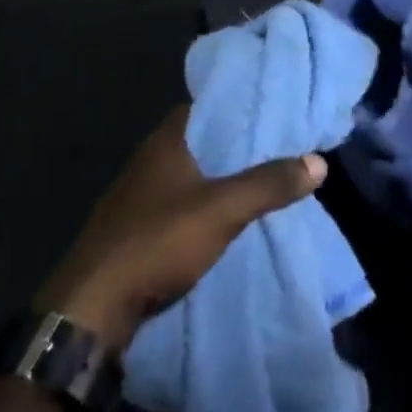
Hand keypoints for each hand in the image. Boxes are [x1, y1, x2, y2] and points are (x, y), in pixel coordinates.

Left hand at [35, 107, 326, 352]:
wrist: (92, 308)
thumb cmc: (157, 241)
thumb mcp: (221, 210)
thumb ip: (268, 184)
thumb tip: (318, 160)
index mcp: (165, 140)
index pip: (205, 105)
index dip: (236, 104)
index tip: (271, 108)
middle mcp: (149, 159)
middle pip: (199, 140)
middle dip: (234, 143)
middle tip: (276, 145)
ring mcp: (138, 195)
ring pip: (188, 173)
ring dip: (218, 176)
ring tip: (259, 178)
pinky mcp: (135, 228)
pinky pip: (177, 203)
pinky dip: (202, 203)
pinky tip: (224, 217)